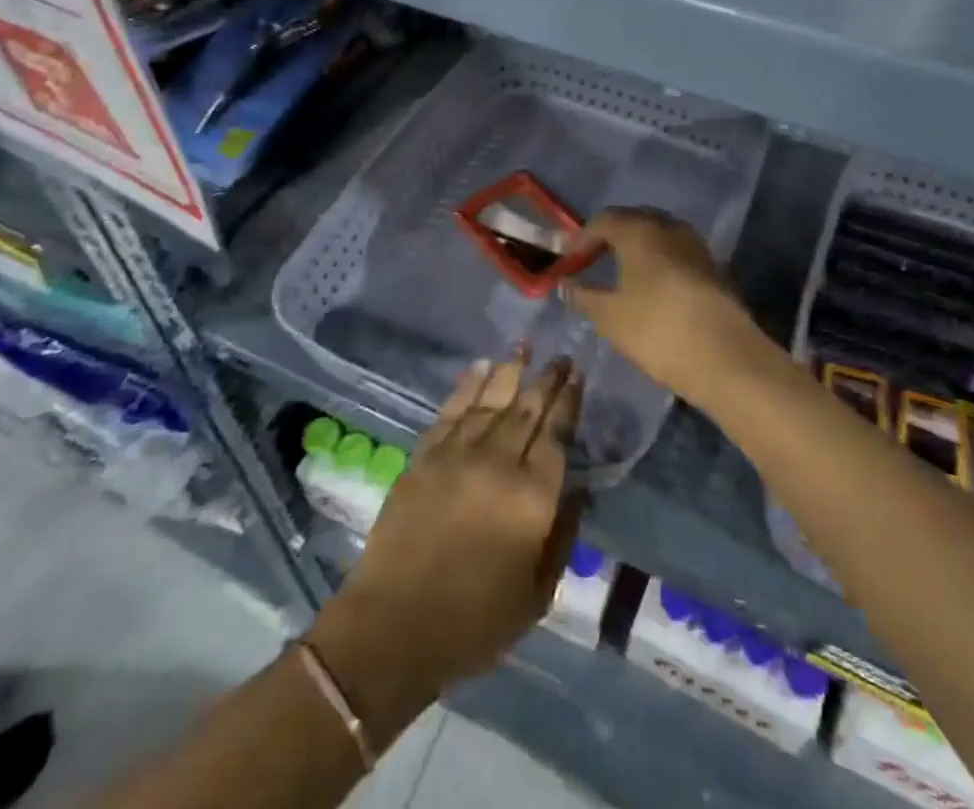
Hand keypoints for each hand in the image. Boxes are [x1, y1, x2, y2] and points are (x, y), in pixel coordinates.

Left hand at [315, 351, 583, 715]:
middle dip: (547, 379)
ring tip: (524, 345)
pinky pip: (450, 411)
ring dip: (510, 370)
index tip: (578, 375)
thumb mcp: (537, 595)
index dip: (568, 402)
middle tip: (561, 355)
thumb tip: (579, 492)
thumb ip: (562, 537)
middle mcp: (497, 464)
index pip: (556, 435)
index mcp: (531, 499)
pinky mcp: (423, 457)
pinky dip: (467, 386)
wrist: (394, 628)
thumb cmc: (475, 623)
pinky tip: (480, 367)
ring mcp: (457, 455)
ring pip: (490, 400)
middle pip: (527, 409)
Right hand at [559, 208, 771, 407]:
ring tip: (620, 276)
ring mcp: (696, 245)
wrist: (727, 358)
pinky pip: (676, 253)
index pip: (603, 220)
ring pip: (658, 236)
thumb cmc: (658, 330)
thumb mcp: (610, 317)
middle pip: (632, 221)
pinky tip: (651, 289)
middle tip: (591, 263)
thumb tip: (565, 283)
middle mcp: (669, 227)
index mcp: (640, 230)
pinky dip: (658, 262)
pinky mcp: (714, 267)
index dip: (580, 239)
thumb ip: (582, 296)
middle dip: (609, 238)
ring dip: (636, 249)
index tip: (568, 263)